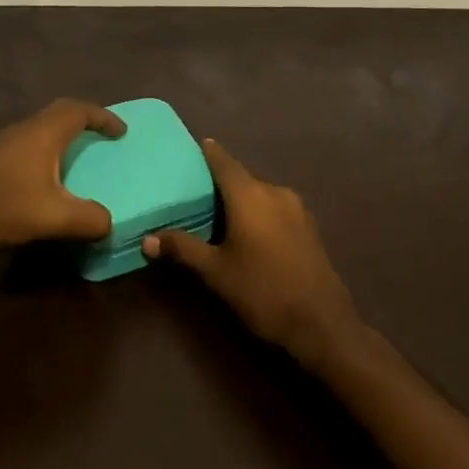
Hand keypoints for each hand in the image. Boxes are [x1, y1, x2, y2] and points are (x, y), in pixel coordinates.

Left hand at [0, 98, 126, 250]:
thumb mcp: (51, 217)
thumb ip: (88, 219)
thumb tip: (109, 222)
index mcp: (44, 133)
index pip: (80, 111)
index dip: (104, 117)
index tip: (122, 130)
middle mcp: (24, 129)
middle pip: (59, 113)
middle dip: (84, 121)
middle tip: (102, 137)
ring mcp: (2, 143)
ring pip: (40, 129)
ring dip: (62, 137)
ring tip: (77, 159)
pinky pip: (27, 144)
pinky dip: (44, 152)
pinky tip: (43, 180)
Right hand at [143, 139, 357, 364]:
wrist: (321, 323)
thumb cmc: (262, 291)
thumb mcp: (216, 272)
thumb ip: (183, 249)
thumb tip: (146, 239)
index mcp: (250, 195)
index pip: (225, 162)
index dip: (210, 153)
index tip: (196, 144)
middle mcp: (275, 192)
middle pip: (243, 177)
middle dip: (222, 180)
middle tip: (197, 188)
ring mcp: (296, 208)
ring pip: (261, 193)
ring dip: (242, 197)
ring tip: (219, 211)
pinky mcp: (308, 226)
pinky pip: (275, 207)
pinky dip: (259, 210)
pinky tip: (249, 230)